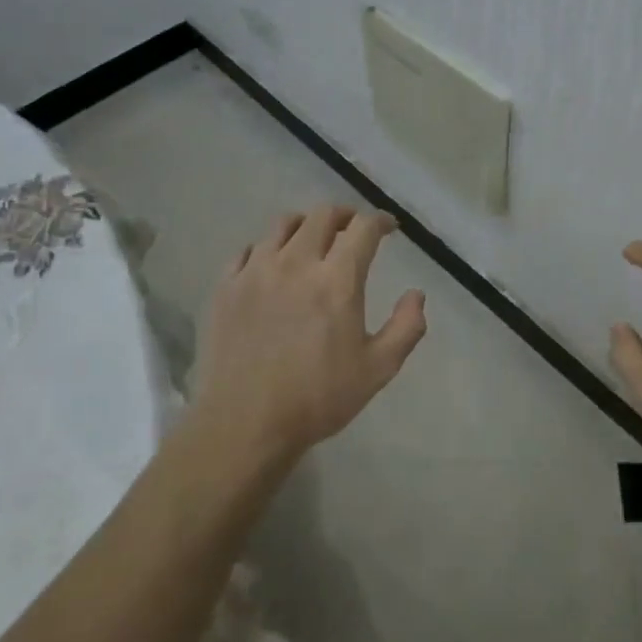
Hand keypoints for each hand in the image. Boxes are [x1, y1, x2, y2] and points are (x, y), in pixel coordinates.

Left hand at [193, 204, 427, 462]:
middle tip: (353, 230)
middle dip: (345, 216)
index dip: (380, 221)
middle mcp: (295, 263)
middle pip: (322, 215)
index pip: (363, 228)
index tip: (389, 228)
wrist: (244, 426)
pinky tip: (271, 265)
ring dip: (305, 225)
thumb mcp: (378, 369)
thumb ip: (406, 327)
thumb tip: (416, 294)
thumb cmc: (318, 398)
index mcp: (336, 280)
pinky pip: (247, 250)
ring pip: (282, 225)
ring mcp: (255, 272)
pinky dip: (267, 248)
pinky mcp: (226, 287)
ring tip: (312, 240)